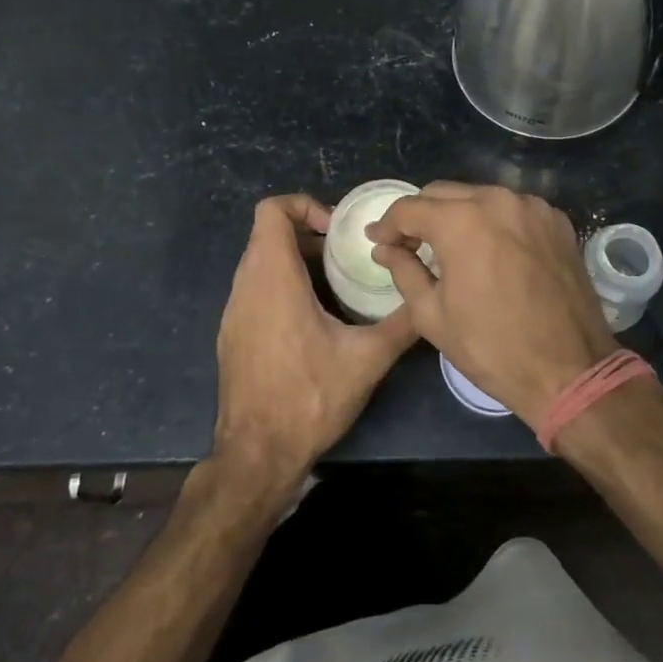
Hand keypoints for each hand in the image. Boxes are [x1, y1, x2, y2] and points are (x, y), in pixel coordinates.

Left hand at [211, 195, 418, 492]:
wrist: (257, 456)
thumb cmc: (309, 399)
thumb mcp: (367, 359)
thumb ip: (402, 323)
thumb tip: (430, 300)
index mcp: (273, 279)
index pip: (271, 210)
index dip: (304, 205)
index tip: (337, 231)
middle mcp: (245, 286)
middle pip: (268, 234)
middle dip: (309, 234)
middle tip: (346, 255)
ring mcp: (233, 312)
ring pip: (260, 262)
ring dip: (296, 261)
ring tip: (336, 284)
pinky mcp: (232, 334)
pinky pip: (255, 289)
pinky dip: (282, 285)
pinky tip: (314, 318)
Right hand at [367, 183, 617, 426]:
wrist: (570, 369)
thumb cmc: (492, 347)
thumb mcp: (432, 315)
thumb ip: (403, 271)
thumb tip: (385, 248)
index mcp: (462, 221)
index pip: (409, 208)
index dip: (387, 225)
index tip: (378, 243)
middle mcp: (498, 199)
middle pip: (444, 193)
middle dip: (420, 216)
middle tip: (409, 246)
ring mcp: (533, 207)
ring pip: (480, 196)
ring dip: (458, 216)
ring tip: (450, 248)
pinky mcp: (557, 221)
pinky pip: (513, 209)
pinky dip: (494, 222)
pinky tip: (491, 251)